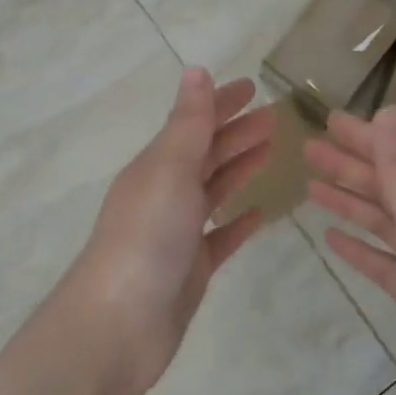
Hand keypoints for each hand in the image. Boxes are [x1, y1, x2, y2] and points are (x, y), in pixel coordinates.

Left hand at [61, 68, 274, 394]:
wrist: (119, 325)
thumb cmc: (146, 238)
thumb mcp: (169, 170)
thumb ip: (188, 123)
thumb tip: (196, 69)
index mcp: (156, 165)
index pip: (194, 123)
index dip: (222, 103)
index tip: (254, 87)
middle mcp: (165, 193)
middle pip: (206, 153)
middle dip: (238, 132)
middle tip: (276, 117)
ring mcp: (178, 232)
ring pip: (214, 189)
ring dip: (240, 167)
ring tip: (272, 150)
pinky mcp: (191, 268)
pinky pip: (220, 236)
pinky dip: (238, 220)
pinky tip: (260, 212)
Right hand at [305, 106, 395, 394]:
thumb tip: (391, 109)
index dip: (364, 137)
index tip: (328, 120)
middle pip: (389, 187)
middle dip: (349, 166)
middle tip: (307, 150)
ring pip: (383, 222)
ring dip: (349, 201)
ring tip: (311, 188)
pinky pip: (383, 261)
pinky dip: (359, 246)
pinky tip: (332, 240)